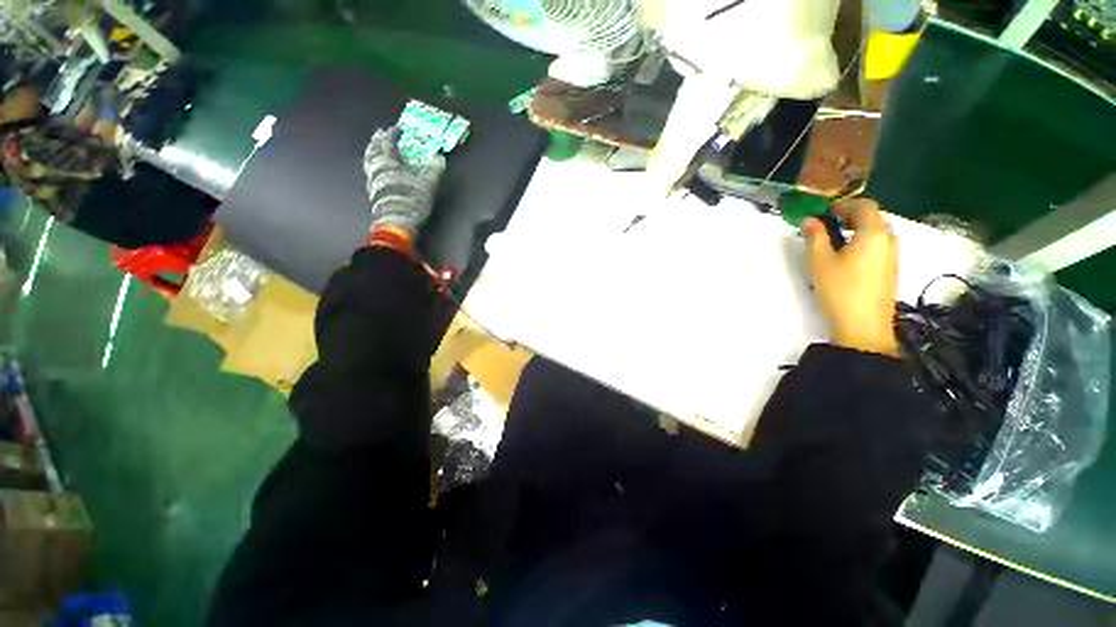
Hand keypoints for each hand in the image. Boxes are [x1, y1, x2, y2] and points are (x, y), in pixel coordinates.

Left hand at [364, 126, 445, 233]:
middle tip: (381, 133)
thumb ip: (433, 169)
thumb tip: (439, 157)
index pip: (389, 141)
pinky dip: (374, 164)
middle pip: (374, 148)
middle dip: (378, 140)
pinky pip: (371, 171)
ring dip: (372, 151)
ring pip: (369, 160)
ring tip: (376, 148)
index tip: (399, 128)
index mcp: (389, 161)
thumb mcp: (428, 184)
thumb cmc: (411, 199)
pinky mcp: (373, 191)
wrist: (396, 221)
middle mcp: (377, 167)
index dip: (394, 133)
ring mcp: (373, 179)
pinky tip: (379, 168)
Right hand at [804, 199, 899, 356]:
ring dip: (855, 230)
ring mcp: (892, 256)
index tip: (823, 213)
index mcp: (874, 233)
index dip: (843, 204)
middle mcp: (889, 239)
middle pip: (872, 217)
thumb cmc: (840, 289)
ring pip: (876, 232)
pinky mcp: (890, 269)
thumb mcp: (820, 262)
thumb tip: (809, 220)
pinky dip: (862, 243)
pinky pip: (878, 246)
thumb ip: (815, 237)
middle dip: (848, 217)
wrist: (864, 325)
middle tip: (825, 227)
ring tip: (833, 243)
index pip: (864, 205)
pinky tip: (845, 259)